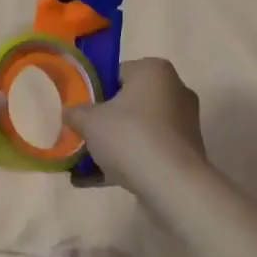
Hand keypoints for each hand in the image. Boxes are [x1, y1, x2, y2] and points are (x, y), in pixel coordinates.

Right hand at [64, 58, 206, 194]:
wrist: (173, 186)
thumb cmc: (130, 137)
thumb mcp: (90, 121)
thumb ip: (75, 113)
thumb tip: (70, 113)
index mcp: (154, 70)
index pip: (117, 73)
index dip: (95, 91)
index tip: (81, 111)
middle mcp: (175, 90)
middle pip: (129, 102)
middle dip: (106, 120)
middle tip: (84, 135)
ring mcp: (184, 124)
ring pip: (139, 129)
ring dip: (116, 144)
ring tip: (87, 164)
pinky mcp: (186, 153)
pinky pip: (150, 151)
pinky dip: (129, 161)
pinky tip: (101, 180)